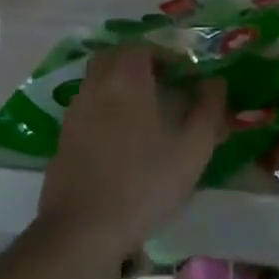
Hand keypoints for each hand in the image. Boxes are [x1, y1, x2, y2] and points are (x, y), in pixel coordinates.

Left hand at [36, 44, 224, 266]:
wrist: (83, 231)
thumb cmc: (144, 184)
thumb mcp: (192, 149)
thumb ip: (208, 110)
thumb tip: (215, 82)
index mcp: (126, 81)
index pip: (140, 47)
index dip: (163, 54)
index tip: (182, 73)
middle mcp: (95, 88)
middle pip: (113, 58)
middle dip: (137, 64)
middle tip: (162, 85)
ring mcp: (74, 114)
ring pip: (97, 83)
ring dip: (119, 87)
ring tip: (145, 115)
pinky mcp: (63, 141)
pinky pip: (86, 110)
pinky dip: (104, 112)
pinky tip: (121, 142)